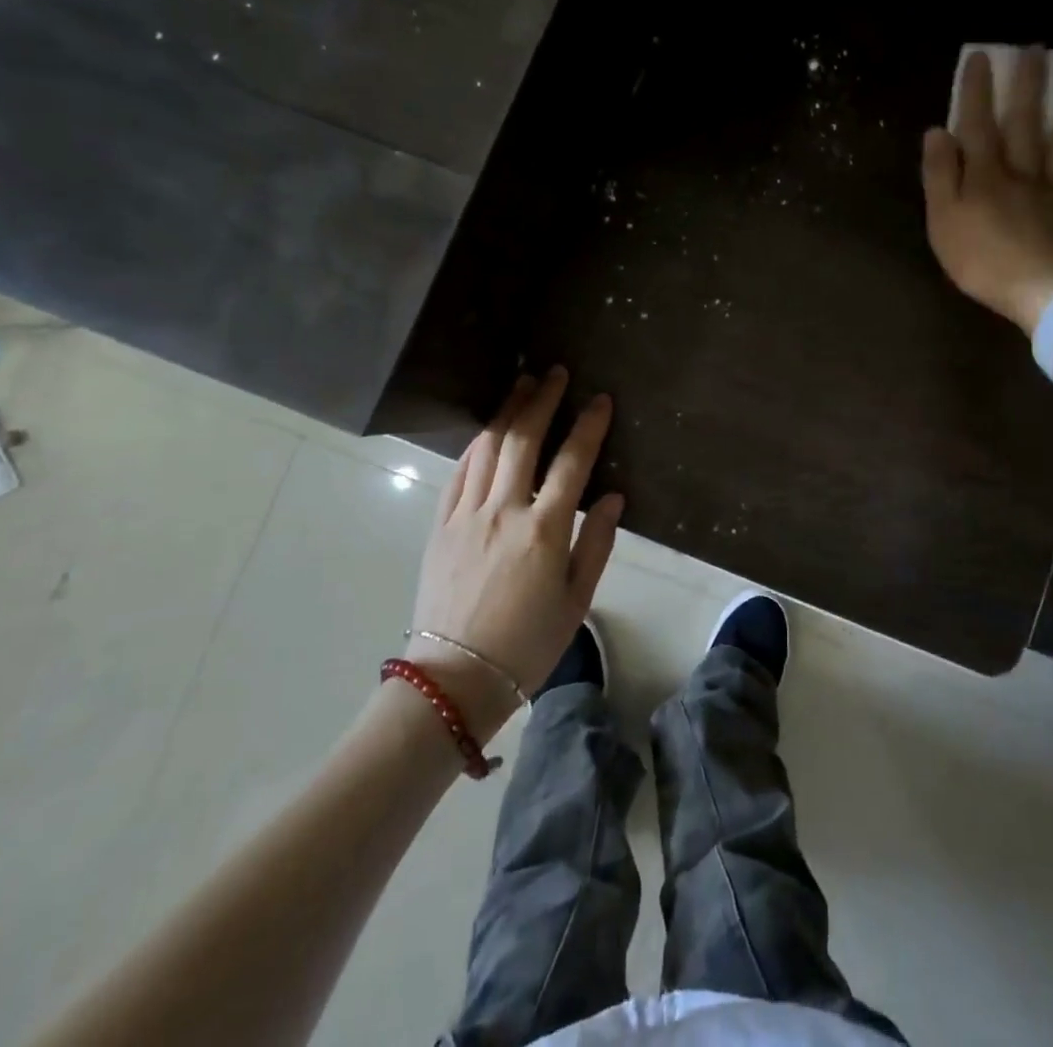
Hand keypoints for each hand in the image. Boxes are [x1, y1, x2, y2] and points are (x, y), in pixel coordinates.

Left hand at [407, 368, 622, 739]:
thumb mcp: (576, 600)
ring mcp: (466, 515)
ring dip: (506, 413)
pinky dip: (476, 446)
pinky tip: (487, 432)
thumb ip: (596, 543)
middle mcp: (503, 511)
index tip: (600, 399)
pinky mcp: (440, 526)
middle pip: (523, 441)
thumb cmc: (527, 645)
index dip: (588, 426)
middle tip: (555, 372)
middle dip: (541, 401)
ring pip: (487, 449)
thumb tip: (612, 496)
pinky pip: (458, 473)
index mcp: (543, 531)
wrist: (455, 679)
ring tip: (521, 385)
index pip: (572, 462)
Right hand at [921, 46, 1052, 333]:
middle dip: (1027, 84)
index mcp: (984, 176)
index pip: (978, 124)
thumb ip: (940, 176)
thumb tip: (937, 132)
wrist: (1042, 292)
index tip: (981, 57)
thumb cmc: (982, 262)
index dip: (978, 91)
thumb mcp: (943, 222)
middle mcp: (1021, 172)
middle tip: (1036, 48)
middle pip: (1025, 122)